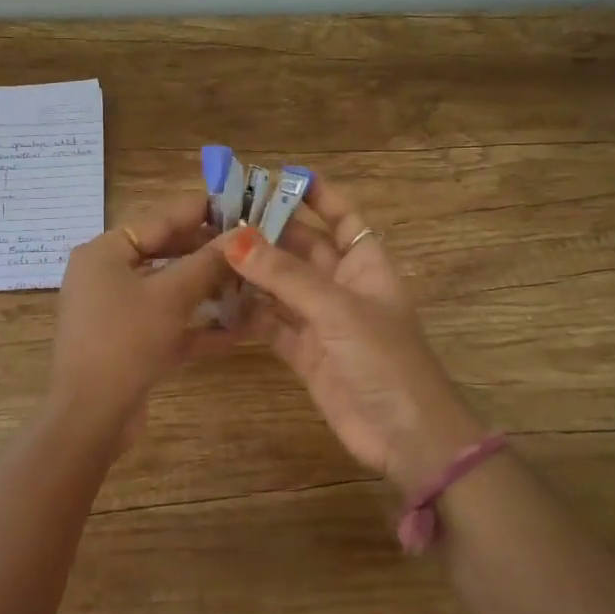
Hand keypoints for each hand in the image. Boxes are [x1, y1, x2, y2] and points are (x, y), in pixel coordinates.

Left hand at [49, 193, 236, 441]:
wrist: (91, 416)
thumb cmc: (126, 340)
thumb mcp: (171, 296)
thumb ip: (207, 263)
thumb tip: (242, 236)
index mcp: (105, 252)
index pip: (160, 219)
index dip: (201, 211)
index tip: (241, 205)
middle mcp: (106, 276)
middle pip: (164, 253)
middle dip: (208, 253)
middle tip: (252, 246)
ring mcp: (115, 312)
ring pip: (168, 290)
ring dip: (207, 289)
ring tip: (250, 281)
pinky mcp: (128, 343)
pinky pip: (167, 324)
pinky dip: (197, 325)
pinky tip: (238, 329)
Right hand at [224, 177, 482, 492]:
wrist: (406, 436)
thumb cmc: (384, 359)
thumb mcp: (337, 309)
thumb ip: (285, 275)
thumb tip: (234, 239)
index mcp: (366, 263)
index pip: (342, 217)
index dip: (316, 195)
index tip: (277, 177)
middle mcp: (343, 285)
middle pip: (303, 248)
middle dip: (268, 232)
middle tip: (220, 216)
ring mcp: (322, 320)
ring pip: (282, 285)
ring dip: (252, 271)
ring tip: (208, 251)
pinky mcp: (305, 352)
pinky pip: (271, 323)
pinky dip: (248, 313)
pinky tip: (217, 300)